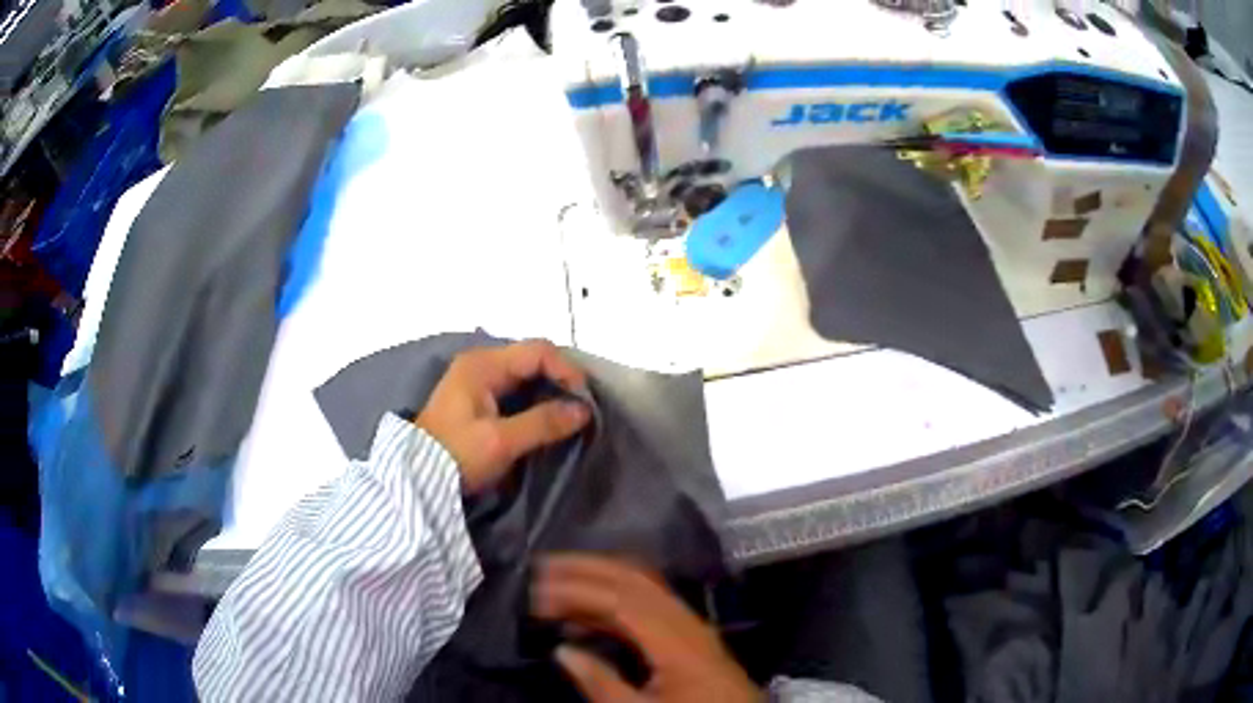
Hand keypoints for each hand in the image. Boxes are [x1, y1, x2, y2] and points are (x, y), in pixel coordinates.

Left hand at [416, 341, 589, 492]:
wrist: (416, 479)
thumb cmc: (456, 455)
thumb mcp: (501, 441)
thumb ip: (543, 423)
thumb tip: (583, 411)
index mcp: (483, 364)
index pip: (538, 351)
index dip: (567, 370)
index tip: (585, 400)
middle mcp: (480, 363)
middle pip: (532, 359)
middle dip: (560, 380)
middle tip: (581, 408)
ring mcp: (476, 381)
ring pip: (525, 375)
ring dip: (549, 392)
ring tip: (568, 416)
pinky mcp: (476, 399)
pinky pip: (514, 390)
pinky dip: (534, 401)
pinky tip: (545, 420)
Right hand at [532, 555, 762, 702]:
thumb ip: (601, 683)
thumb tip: (563, 651)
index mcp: (676, 640)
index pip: (621, 599)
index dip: (577, 590)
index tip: (538, 592)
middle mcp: (686, 622)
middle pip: (634, 579)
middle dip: (587, 568)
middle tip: (543, 567)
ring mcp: (692, 627)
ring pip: (643, 587)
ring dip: (600, 579)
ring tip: (558, 582)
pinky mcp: (692, 638)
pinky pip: (651, 606)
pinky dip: (616, 601)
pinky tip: (591, 614)